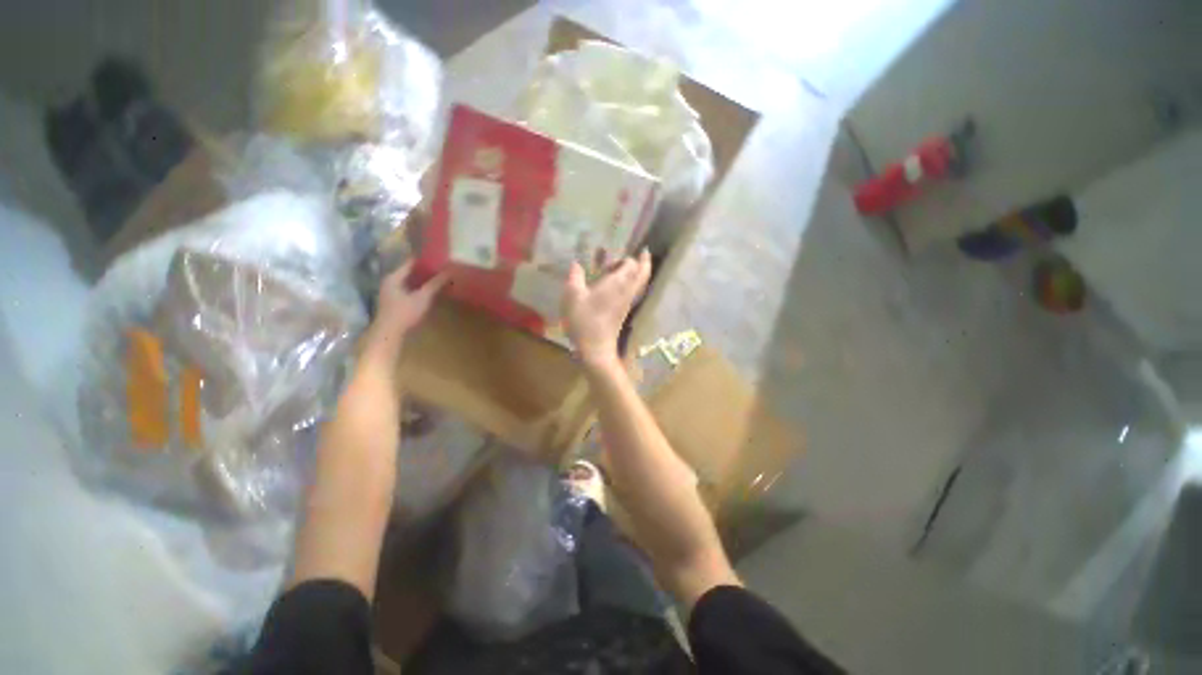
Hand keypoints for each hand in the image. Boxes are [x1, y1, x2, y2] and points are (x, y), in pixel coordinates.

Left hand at [366, 261, 447, 355]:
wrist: (389, 333)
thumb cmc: (405, 312)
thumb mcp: (423, 297)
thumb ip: (435, 284)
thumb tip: (450, 271)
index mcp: (394, 277)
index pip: (410, 263)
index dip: (424, 260)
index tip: (438, 259)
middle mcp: (390, 281)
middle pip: (409, 272)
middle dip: (424, 270)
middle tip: (440, 268)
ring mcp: (390, 292)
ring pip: (408, 281)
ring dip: (421, 280)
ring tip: (437, 279)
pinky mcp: (393, 301)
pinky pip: (408, 289)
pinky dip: (417, 288)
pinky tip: (428, 291)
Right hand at [562, 250, 651, 368]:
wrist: (595, 348)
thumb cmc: (584, 320)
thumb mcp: (572, 296)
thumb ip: (575, 277)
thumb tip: (576, 264)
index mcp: (618, 283)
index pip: (631, 264)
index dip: (624, 258)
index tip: (610, 261)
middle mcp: (627, 291)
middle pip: (644, 273)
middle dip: (645, 261)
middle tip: (644, 251)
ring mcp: (628, 303)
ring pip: (642, 283)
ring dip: (642, 272)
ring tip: (638, 264)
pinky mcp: (625, 312)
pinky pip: (636, 292)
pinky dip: (636, 283)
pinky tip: (625, 283)